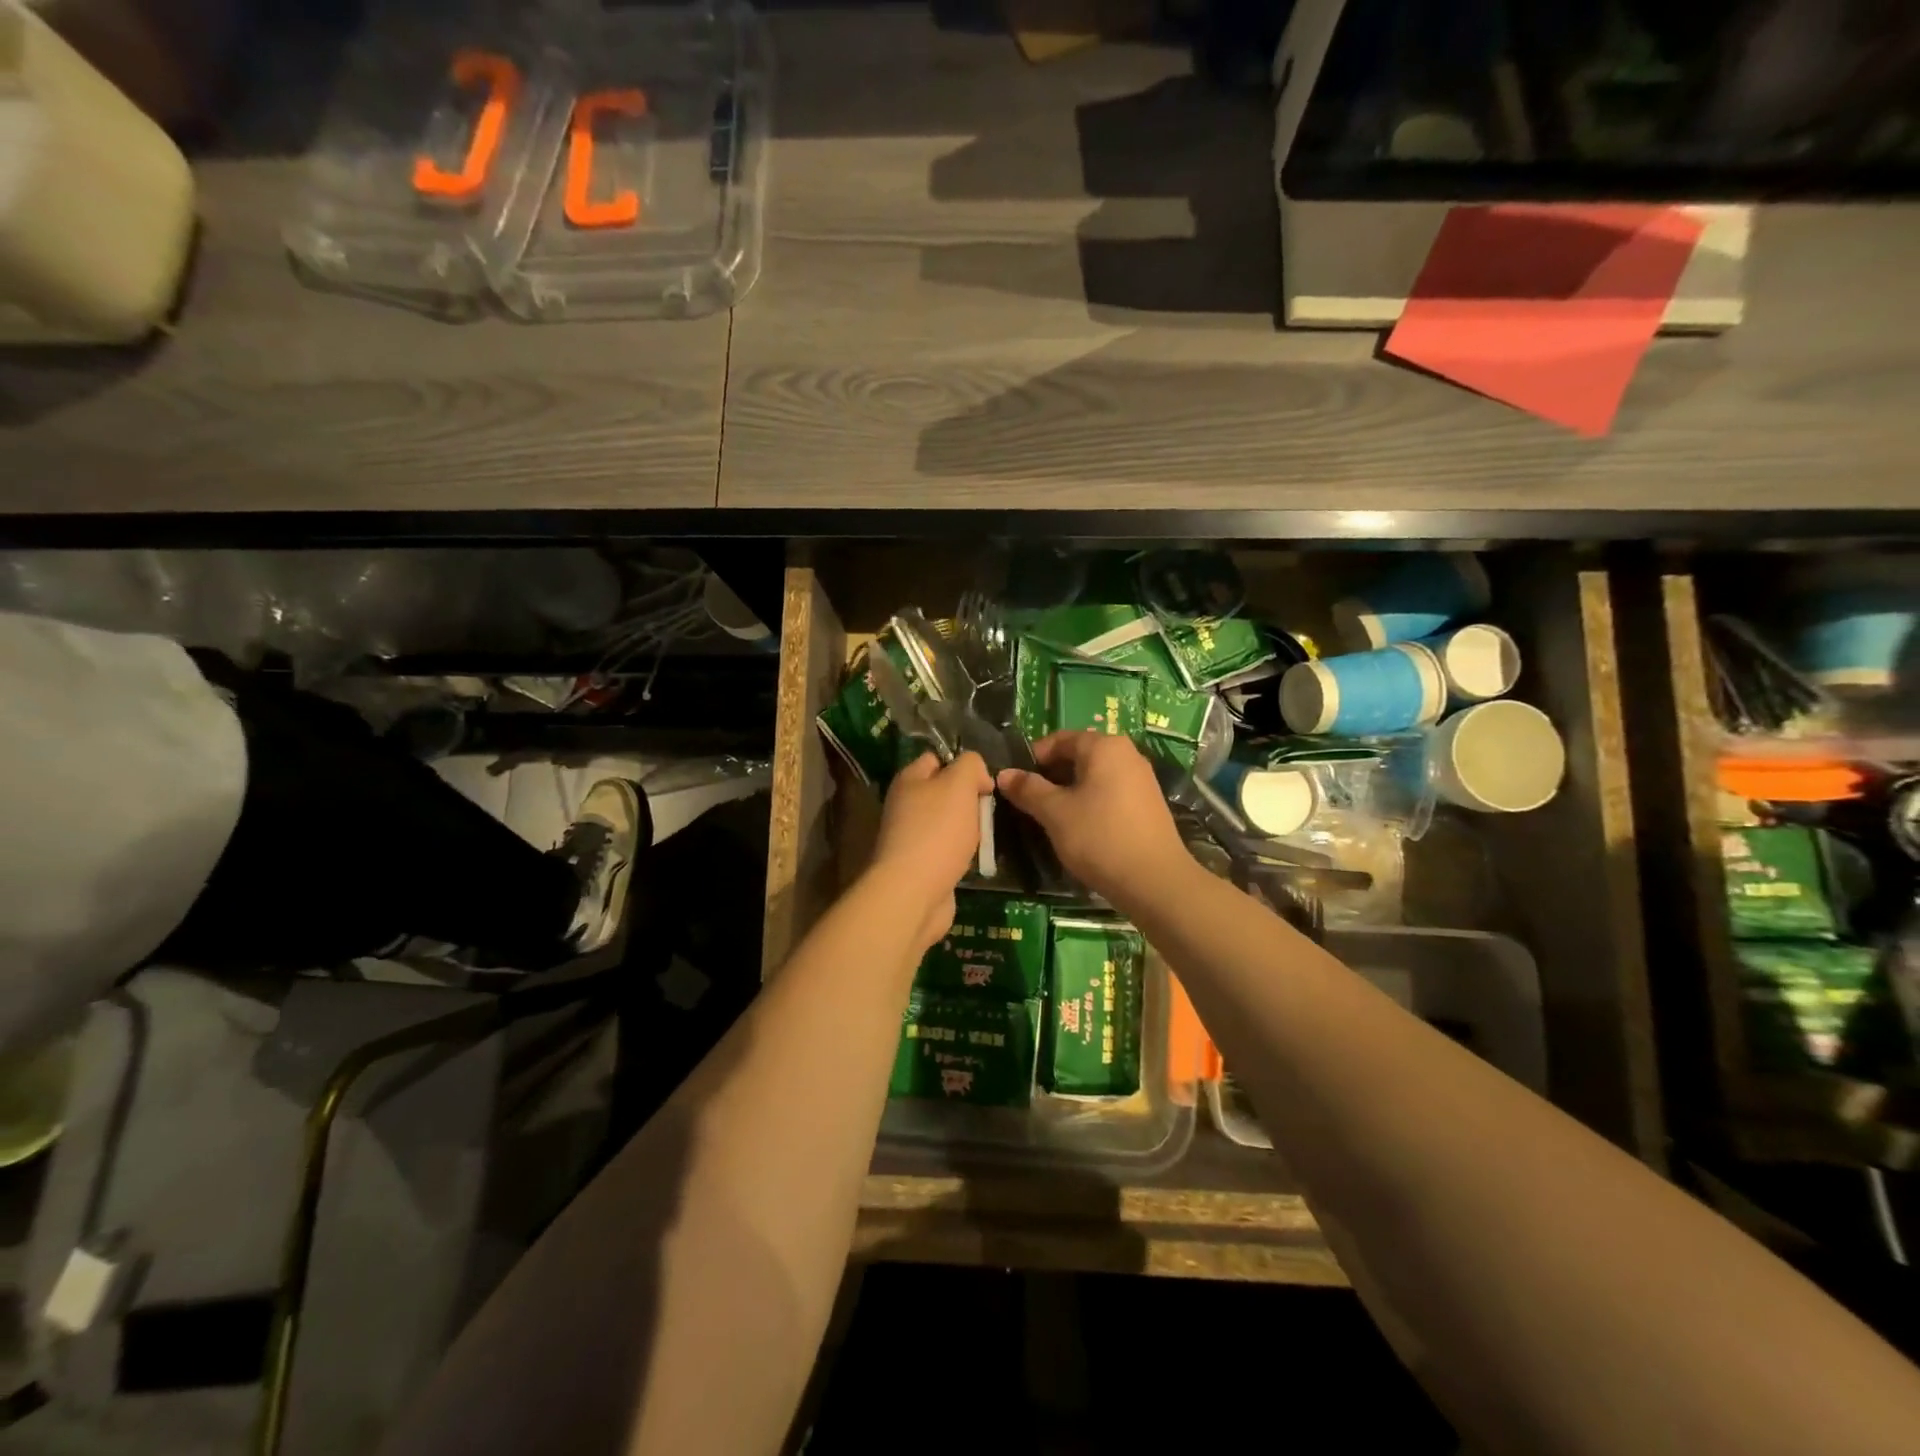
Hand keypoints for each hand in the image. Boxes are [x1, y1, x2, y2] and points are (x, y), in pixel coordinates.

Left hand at [871, 751, 993, 948]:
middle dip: (969, 799)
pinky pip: (947, 850)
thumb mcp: (959, 783)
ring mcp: (910, 837)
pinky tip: (974, 860)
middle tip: (988, 811)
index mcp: (908, 780)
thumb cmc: (937, 831)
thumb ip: (971, 765)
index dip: (963, 764)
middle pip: (944, 792)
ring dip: (968, 829)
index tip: (985, 782)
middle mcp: (904, 805)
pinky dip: (962, 854)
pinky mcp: (920, 865)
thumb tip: (978, 776)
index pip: (936, 758)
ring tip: (985, 837)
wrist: (914, 893)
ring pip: (948, 823)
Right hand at [996, 732, 1190, 909]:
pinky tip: (1078, 830)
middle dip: (1049, 777)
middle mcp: (1126, 754)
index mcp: (1104, 746)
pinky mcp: (1147, 804)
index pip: (1058, 739)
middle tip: (1028, 804)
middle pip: (1077, 756)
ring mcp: (1141, 779)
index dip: (1032, 759)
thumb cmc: (1099, 837)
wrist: (1155, 881)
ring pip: (1092, 777)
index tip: (1015, 785)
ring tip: (1049, 819)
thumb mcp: (1055, 812)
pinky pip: (1109, 793)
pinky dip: (1089, 804)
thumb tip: (1004, 774)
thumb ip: (1028, 789)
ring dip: (1068, 793)